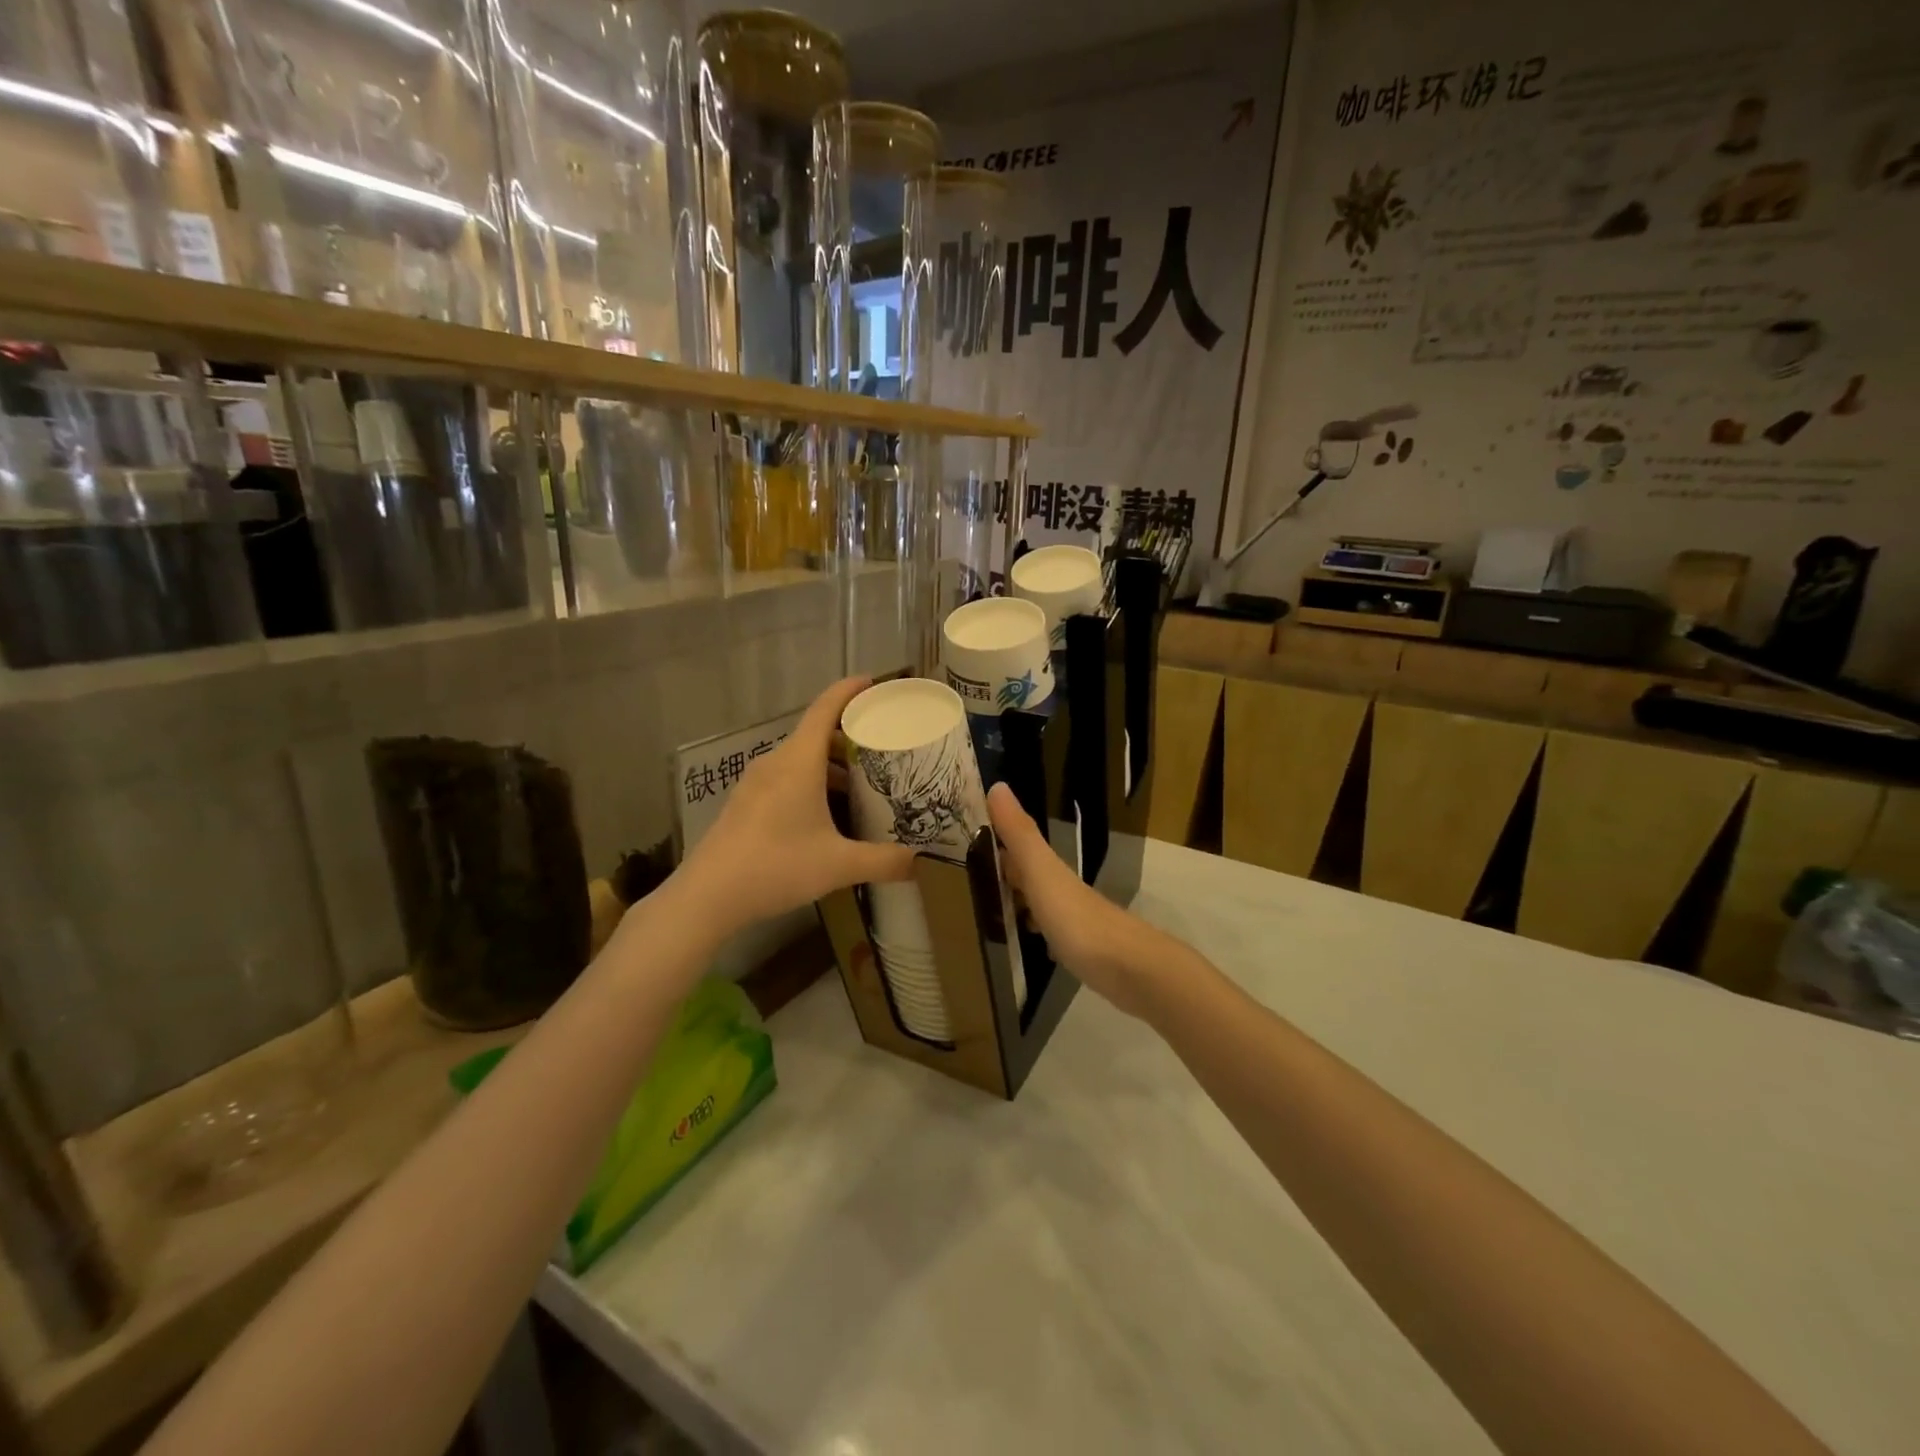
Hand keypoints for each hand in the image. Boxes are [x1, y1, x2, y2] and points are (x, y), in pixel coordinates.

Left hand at [675, 678, 915, 934]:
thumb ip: (884, 861)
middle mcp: (776, 763)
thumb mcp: (839, 865)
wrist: (708, 896)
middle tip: (885, 746)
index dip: (850, 691)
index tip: (874, 682)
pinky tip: (828, 816)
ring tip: (863, 785)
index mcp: (799, 762)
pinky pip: (786, 779)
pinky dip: (812, 783)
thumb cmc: (776, 866)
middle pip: (816, 734)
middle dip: (851, 736)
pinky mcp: (746, 804)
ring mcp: (756, 784)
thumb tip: (921, 863)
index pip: (826, 709)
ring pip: (801, 760)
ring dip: (832, 766)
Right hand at [987, 783, 1163, 1017]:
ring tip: (987, 907)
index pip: (1017, 844)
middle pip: (1028, 872)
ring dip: (1018, 899)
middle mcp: (1062, 888)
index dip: (994, 835)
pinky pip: (1050, 931)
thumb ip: (1019, 834)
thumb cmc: (1078, 919)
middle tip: (967, 872)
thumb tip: (997, 784)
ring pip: (1039, 901)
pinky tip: (1028, 940)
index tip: (964, 832)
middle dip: (1003, 869)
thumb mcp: (1042, 872)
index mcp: (1049, 869)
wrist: (1132, 970)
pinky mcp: (1081, 948)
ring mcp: (1074, 919)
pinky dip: (1035, 929)